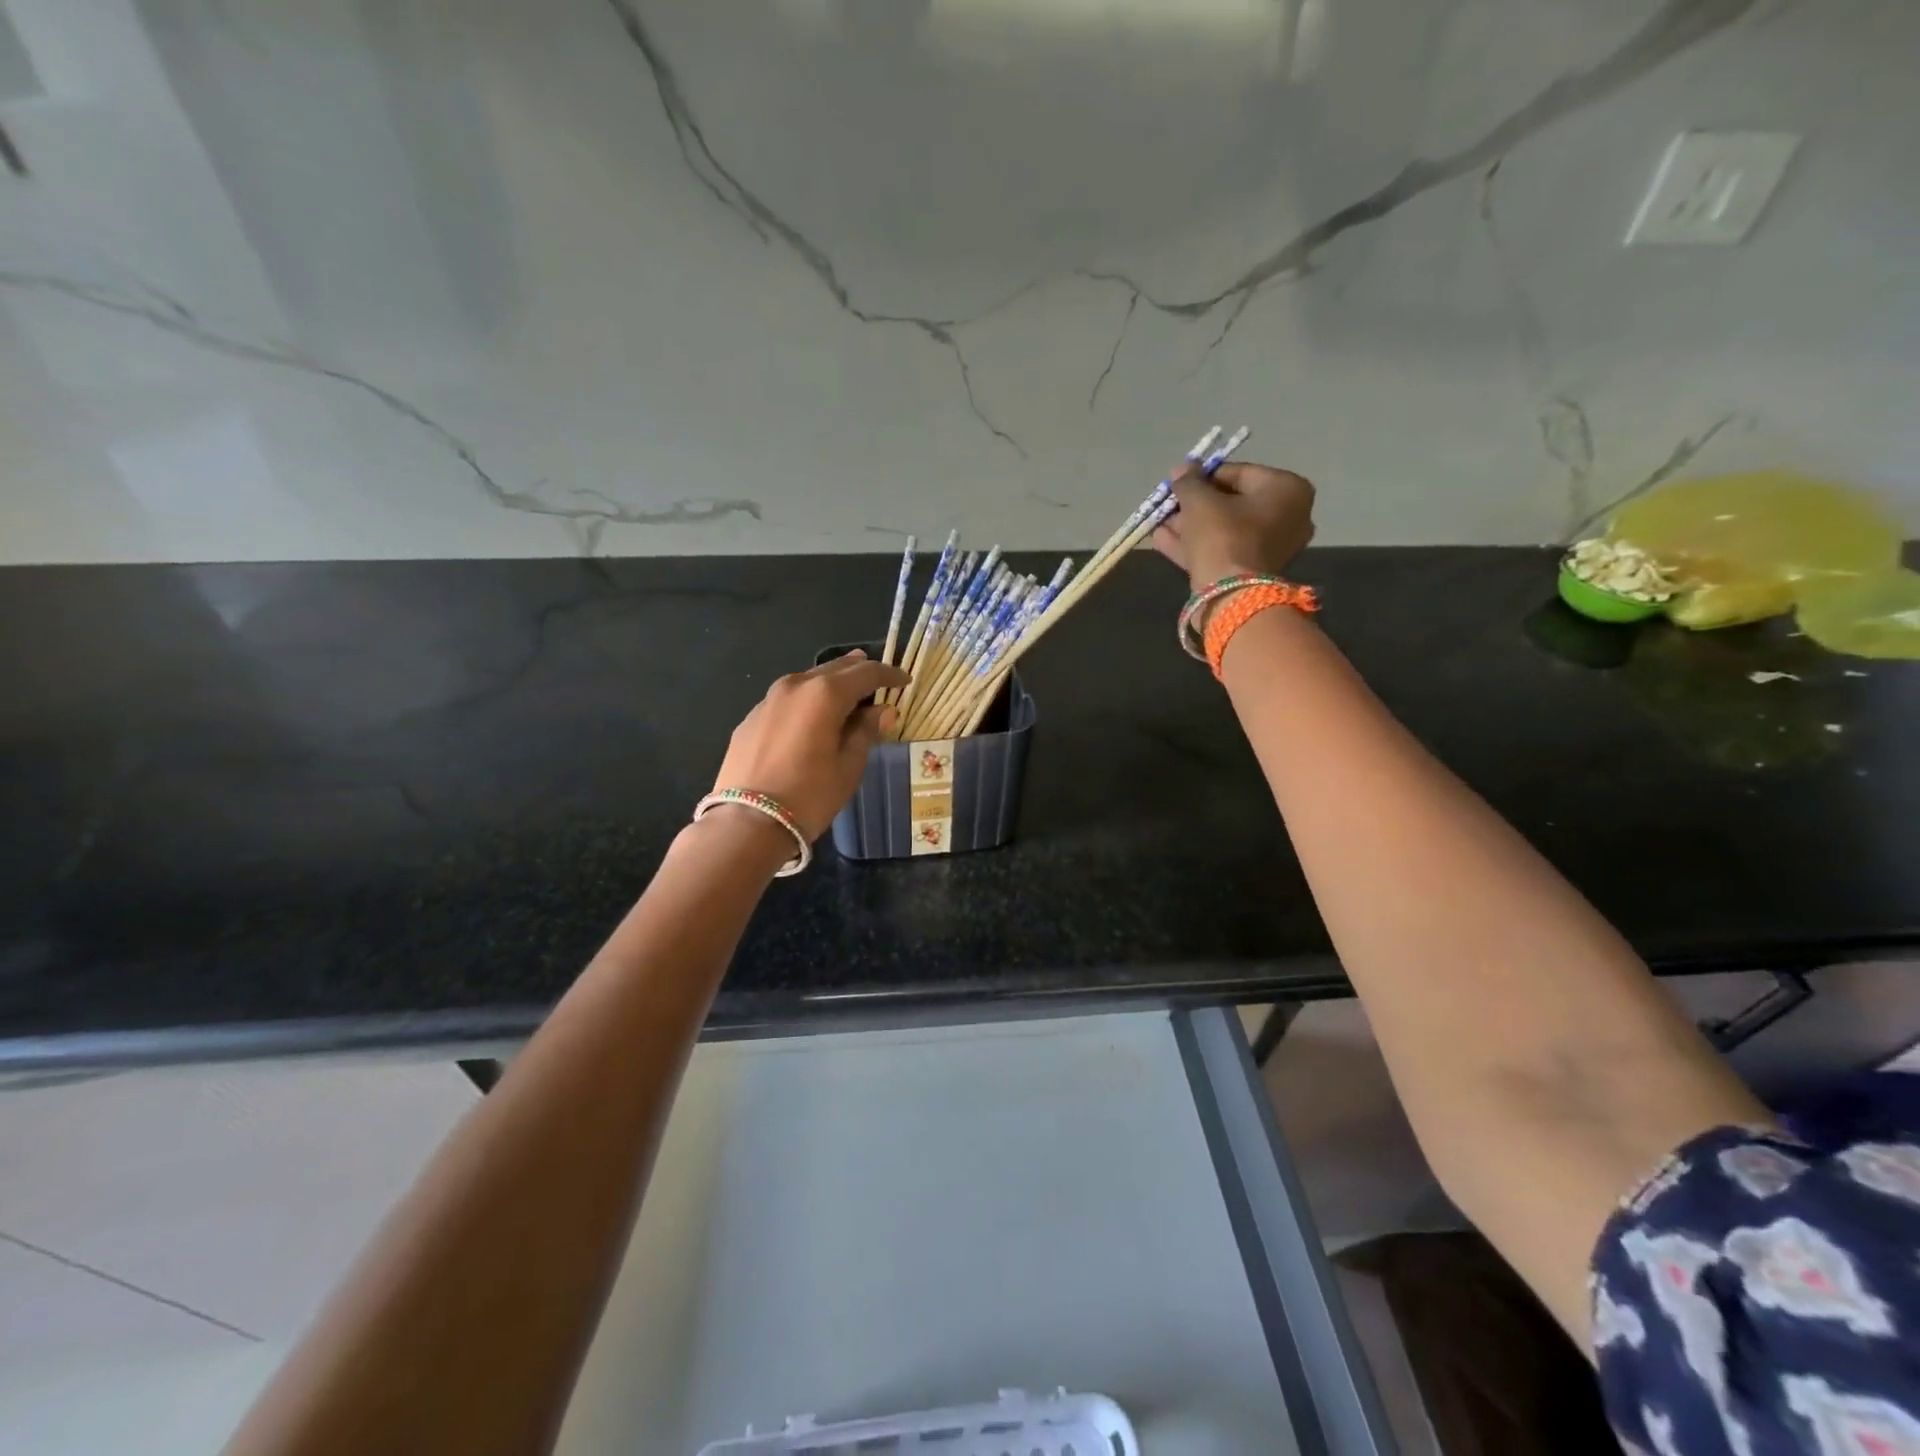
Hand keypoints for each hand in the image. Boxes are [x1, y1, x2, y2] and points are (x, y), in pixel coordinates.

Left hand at [712, 650, 908, 839]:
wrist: (747, 823)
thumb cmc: (809, 795)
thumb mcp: (848, 766)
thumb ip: (866, 731)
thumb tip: (882, 711)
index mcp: (824, 694)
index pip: (865, 673)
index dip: (889, 674)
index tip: (905, 680)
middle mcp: (795, 686)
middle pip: (834, 668)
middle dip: (859, 672)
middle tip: (879, 680)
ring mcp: (768, 701)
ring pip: (808, 680)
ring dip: (831, 683)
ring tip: (848, 692)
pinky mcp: (750, 719)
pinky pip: (787, 700)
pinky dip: (807, 701)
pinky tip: (812, 717)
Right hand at [1152, 462, 1315, 588]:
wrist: (1231, 596)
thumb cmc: (1222, 536)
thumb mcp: (1199, 501)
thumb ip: (1189, 482)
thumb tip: (1182, 468)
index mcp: (1286, 489)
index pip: (1238, 473)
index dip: (1202, 476)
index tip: (1177, 482)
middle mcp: (1288, 515)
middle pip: (1231, 503)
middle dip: (1195, 504)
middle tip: (1168, 504)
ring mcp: (1272, 547)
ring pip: (1224, 529)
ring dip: (1189, 525)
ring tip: (1159, 523)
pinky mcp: (1253, 571)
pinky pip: (1222, 549)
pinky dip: (1195, 544)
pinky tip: (1163, 539)